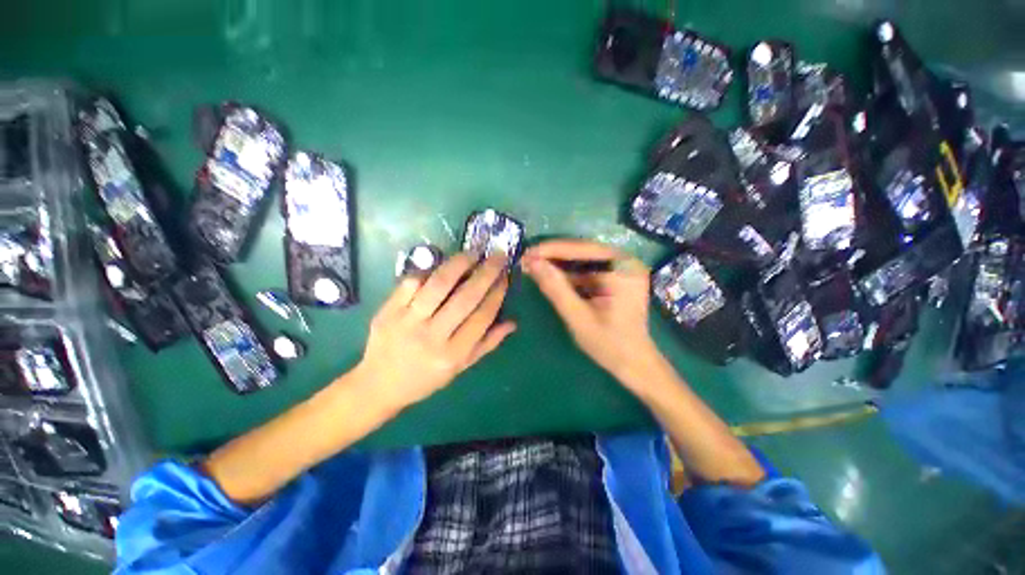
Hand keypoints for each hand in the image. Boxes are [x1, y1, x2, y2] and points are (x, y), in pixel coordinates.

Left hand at [356, 253, 515, 410]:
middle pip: (465, 298)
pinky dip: (429, 270)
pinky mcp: (388, 310)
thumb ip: (487, 344)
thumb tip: (512, 323)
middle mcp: (432, 337)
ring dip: (460, 264)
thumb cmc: (425, 378)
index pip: (482, 317)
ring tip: (473, 253)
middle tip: (498, 256)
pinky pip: (412, 282)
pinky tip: (442, 265)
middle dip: (486, 273)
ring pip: (439, 285)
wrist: (379, 384)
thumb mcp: (460, 367)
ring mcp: (407, 321)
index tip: (505, 277)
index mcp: (452, 354)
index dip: (497, 294)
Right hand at [521, 239, 660, 387]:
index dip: (552, 250)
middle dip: (553, 255)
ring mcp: (621, 269)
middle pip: (583, 250)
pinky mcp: (615, 277)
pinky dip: (568, 273)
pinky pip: (587, 269)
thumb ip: (555, 288)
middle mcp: (625, 261)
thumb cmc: (609, 344)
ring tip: (533, 265)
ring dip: (558, 263)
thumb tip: (532, 262)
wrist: (634, 364)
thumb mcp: (578, 317)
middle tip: (526, 259)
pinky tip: (550, 275)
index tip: (526, 253)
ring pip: (583, 258)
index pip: (583, 249)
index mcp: (623, 268)